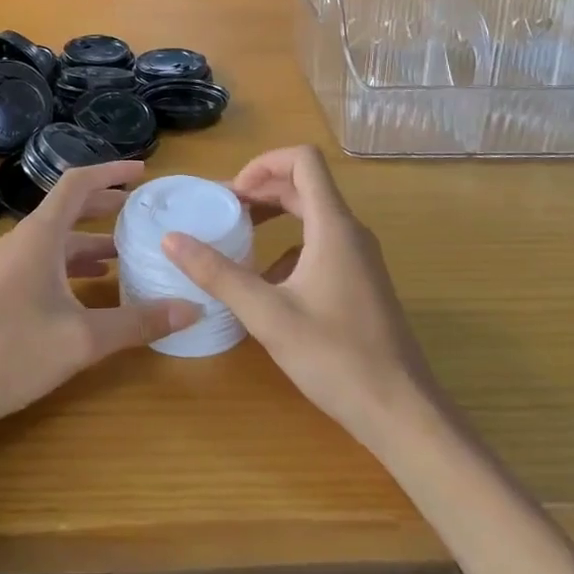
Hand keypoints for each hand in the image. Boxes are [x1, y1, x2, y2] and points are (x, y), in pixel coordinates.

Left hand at [0, 160, 198, 435]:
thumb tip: (192, 307)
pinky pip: (48, 260)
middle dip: (107, 204)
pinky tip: (97, 285)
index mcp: (41, 234)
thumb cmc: (13, 351)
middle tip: (144, 211)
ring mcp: (12, 264)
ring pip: (59, 238)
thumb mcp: (83, 338)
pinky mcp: (6, 287)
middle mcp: (25, 239)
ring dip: (93, 238)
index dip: (111, 172)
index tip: (144, 172)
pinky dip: (76, 262)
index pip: (78, 183)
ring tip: (129, 249)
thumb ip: (138, 322)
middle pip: (70, 207)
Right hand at [162, 146, 434, 451]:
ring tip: (237, 239)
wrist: (402, 413)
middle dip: (260, 189)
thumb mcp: (266, 314)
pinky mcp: (361, 283)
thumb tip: (171, 238)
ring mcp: (360, 258)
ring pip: (312, 216)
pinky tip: (266, 283)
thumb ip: (217, 273)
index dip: (264, 163)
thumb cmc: (335, 357)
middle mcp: (350, 232)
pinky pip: (321, 245)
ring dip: (273, 216)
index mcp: (332, 226)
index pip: (303, 160)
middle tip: (222, 211)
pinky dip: (288, 247)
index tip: (232, 193)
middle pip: (304, 185)